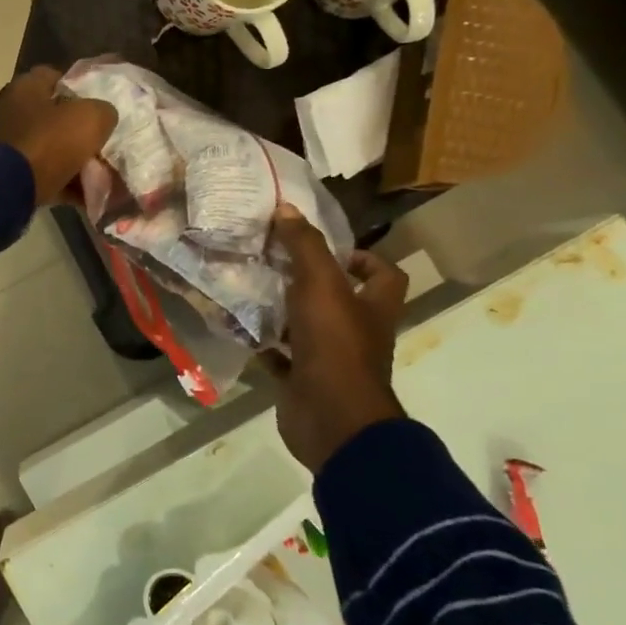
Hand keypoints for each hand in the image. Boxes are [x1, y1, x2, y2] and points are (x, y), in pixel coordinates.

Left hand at [0, 66, 118, 206]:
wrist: (12, 188)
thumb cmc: (50, 142)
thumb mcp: (91, 118)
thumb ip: (103, 111)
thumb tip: (102, 118)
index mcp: (24, 88)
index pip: (55, 77)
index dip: (80, 88)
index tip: (99, 105)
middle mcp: (10, 111)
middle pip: (53, 116)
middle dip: (78, 130)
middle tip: (101, 141)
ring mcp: (7, 144)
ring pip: (49, 147)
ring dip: (72, 159)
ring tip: (98, 172)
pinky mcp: (7, 173)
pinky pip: (42, 173)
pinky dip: (62, 182)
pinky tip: (85, 193)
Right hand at [260, 209, 407, 473]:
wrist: (330, 417)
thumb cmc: (334, 345)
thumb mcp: (320, 285)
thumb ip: (304, 246)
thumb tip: (287, 208)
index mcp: (373, 308)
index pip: (384, 276)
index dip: (364, 259)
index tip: (329, 250)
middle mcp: (357, 333)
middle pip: (342, 301)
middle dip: (311, 282)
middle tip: (275, 263)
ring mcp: (331, 360)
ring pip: (308, 329)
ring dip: (284, 312)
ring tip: (251, 288)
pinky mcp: (305, 381)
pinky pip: (283, 357)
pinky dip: (265, 345)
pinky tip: (241, 328)